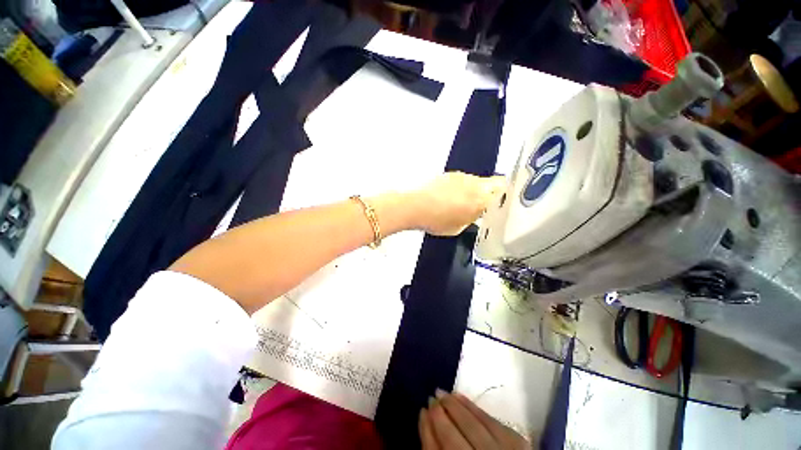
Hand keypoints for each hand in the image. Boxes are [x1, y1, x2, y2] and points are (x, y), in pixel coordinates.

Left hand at [410, 172, 506, 235]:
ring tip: (463, 201)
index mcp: (481, 200)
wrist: (415, 206)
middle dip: (492, 192)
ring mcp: (462, 177)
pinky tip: (451, 196)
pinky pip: (463, 180)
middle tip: (484, 203)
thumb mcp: (458, 227)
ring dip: (475, 189)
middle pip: (494, 182)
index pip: (504, 191)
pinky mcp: (450, 174)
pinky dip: (462, 187)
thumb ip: (471, 218)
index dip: (505, 196)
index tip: (502, 203)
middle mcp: (475, 184)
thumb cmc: (436, 221)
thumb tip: (474, 214)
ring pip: (478, 181)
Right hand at [419, 390, 528, 449]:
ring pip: (471, 423)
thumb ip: (435, 448)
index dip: (426, 430)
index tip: (421, 411)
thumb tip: (425, 418)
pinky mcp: (515, 441)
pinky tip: (459, 396)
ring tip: (441, 392)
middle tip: (430, 398)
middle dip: (438, 414)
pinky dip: (471, 406)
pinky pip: (488, 417)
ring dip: (453, 405)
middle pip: (451, 436)